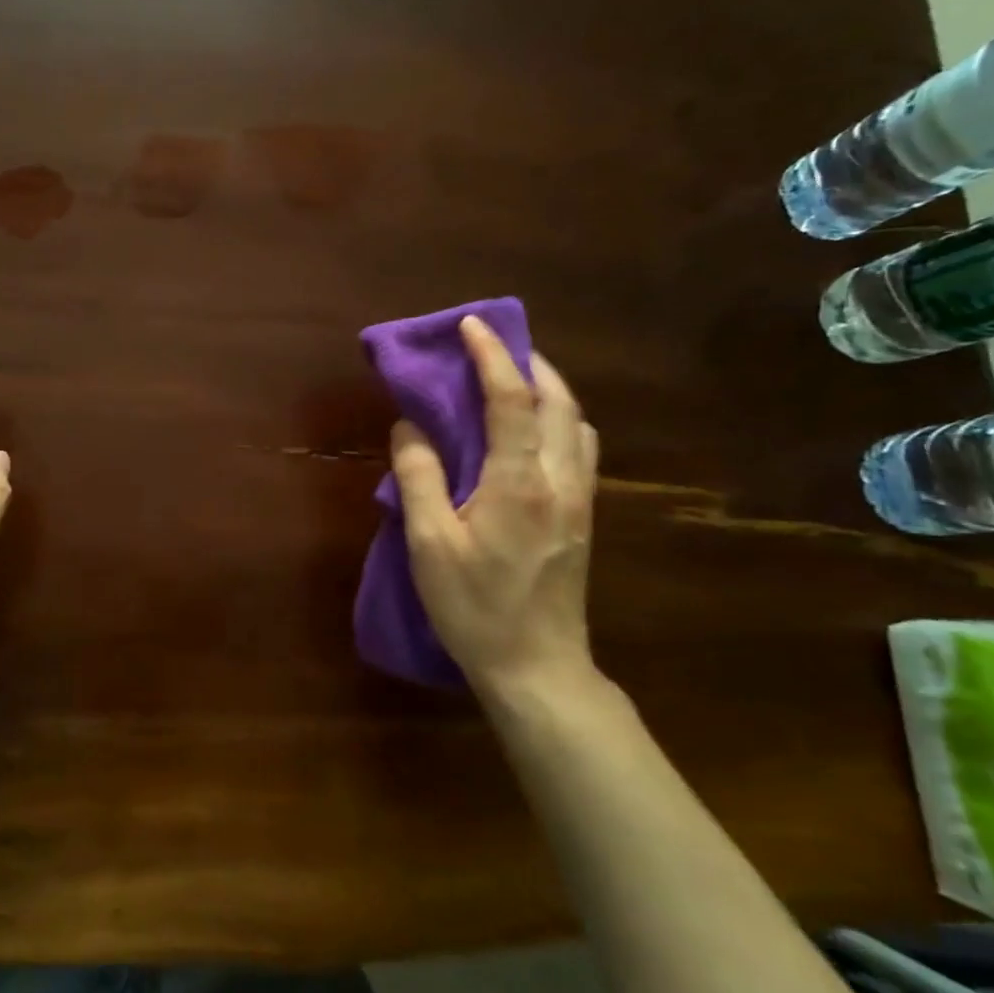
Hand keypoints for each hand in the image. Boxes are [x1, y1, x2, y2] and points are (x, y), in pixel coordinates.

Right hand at [389, 316, 600, 697]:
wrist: (538, 667)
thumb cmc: (475, 607)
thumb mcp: (429, 544)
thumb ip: (418, 478)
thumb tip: (409, 427)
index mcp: (518, 482)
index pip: (510, 400)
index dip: (490, 356)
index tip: (469, 325)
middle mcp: (559, 479)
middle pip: (558, 400)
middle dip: (528, 362)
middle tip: (493, 346)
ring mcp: (579, 498)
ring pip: (576, 422)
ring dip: (548, 388)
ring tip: (512, 381)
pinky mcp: (583, 516)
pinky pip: (579, 447)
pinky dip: (558, 419)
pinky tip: (532, 432)